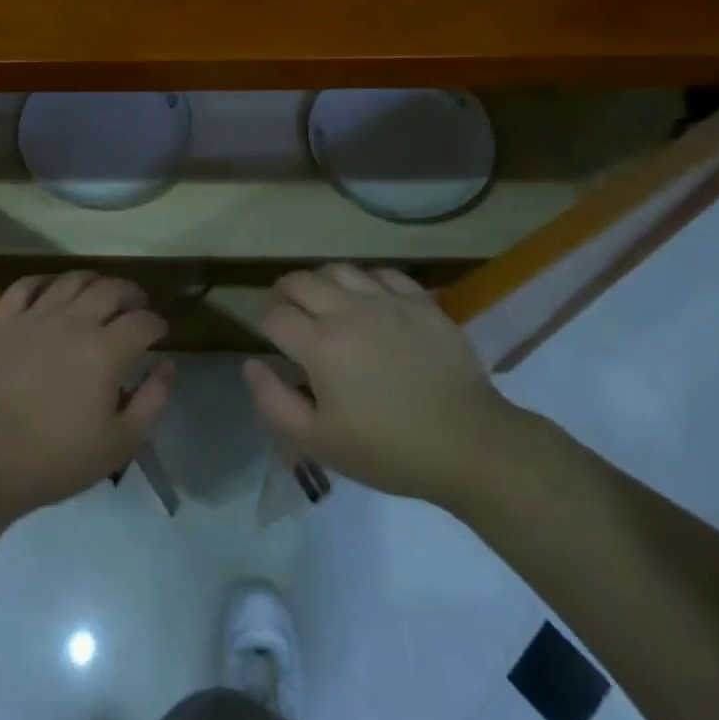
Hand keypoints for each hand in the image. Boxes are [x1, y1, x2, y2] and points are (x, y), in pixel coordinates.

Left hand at [0, 271, 173, 536]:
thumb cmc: (59, 457)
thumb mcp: (120, 442)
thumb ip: (152, 399)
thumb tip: (167, 364)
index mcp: (106, 351)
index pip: (143, 321)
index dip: (157, 323)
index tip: (161, 332)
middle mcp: (74, 322)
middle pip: (112, 289)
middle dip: (132, 294)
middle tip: (136, 308)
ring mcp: (36, 317)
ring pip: (72, 279)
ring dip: (95, 282)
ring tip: (100, 295)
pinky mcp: (4, 322)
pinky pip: (25, 286)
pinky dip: (44, 282)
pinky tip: (53, 292)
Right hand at [243, 264, 515, 505]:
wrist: (468, 443)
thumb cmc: (388, 449)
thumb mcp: (319, 442)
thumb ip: (273, 402)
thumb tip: (250, 365)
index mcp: (319, 344)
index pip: (274, 315)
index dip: (265, 324)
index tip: (272, 340)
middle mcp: (348, 310)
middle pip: (300, 281)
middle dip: (285, 293)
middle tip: (290, 313)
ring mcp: (387, 300)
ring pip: (339, 270)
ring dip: (322, 282)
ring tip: (326, 302)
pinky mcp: (420, 301)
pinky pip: (383, 273)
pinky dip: (366, 280)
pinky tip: (369, 300)